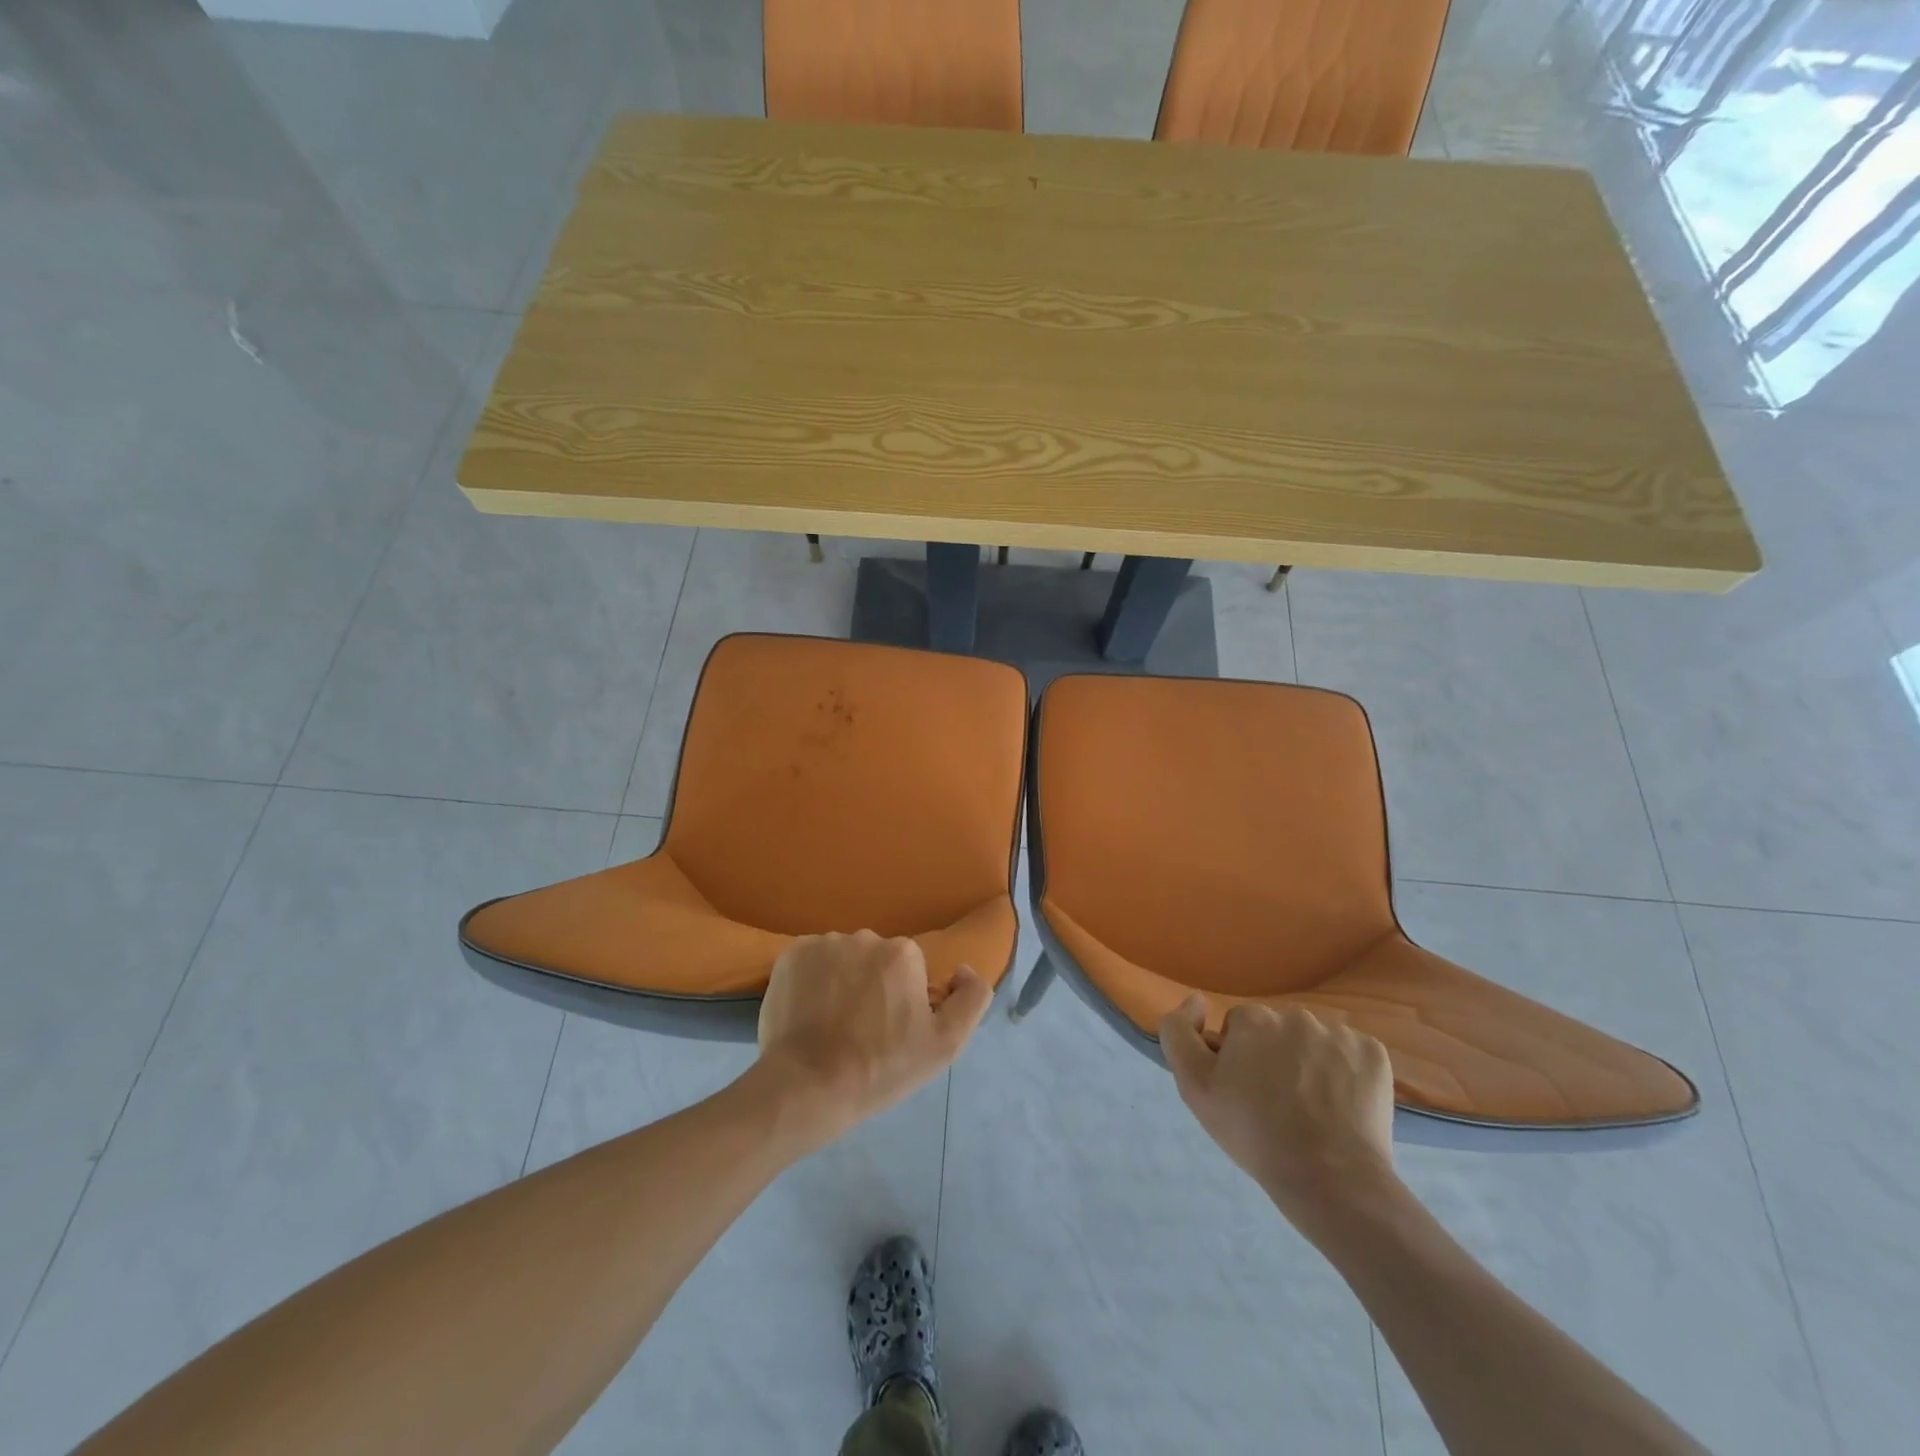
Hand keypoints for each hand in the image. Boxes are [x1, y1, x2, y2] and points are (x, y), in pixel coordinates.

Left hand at [755, 932, 991, 1145]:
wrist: (807, 1086)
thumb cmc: (881, 1067)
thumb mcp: (946, 1044)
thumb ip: (971, 998)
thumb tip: (963, 970)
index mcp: (903, 953)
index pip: (910, 970)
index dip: (904, 1001)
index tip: (891, 1032)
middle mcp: (865, 936)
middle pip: (876, 960)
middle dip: (873, 986)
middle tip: (861, 1031)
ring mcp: (824, 943)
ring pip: (843, 959)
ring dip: (842, 982)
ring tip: (831, 1024)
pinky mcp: (791, 954)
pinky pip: (811, 961)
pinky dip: (812, 980)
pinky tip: (808, 1013)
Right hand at [1160, 997, 1398, 1239]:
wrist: (1330, 1180)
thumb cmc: (1254, 1133)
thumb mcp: (1194, 1086)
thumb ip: (1179, 1032)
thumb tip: (1196, 999)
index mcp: (1252, 1018)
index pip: (1237, 1029)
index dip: (1237, 1060)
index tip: (1245, 1093)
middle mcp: (1295, 1014)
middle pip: (1276, 1031)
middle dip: (1273, 1057)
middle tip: (1277, 1103)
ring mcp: (1339, 1033)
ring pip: (1313, 1041)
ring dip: (1308, 1062)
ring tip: (1312, 1108)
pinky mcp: (1373, 1054)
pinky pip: (1350, 1053)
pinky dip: (1344, 1071)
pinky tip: (1340, 1104)